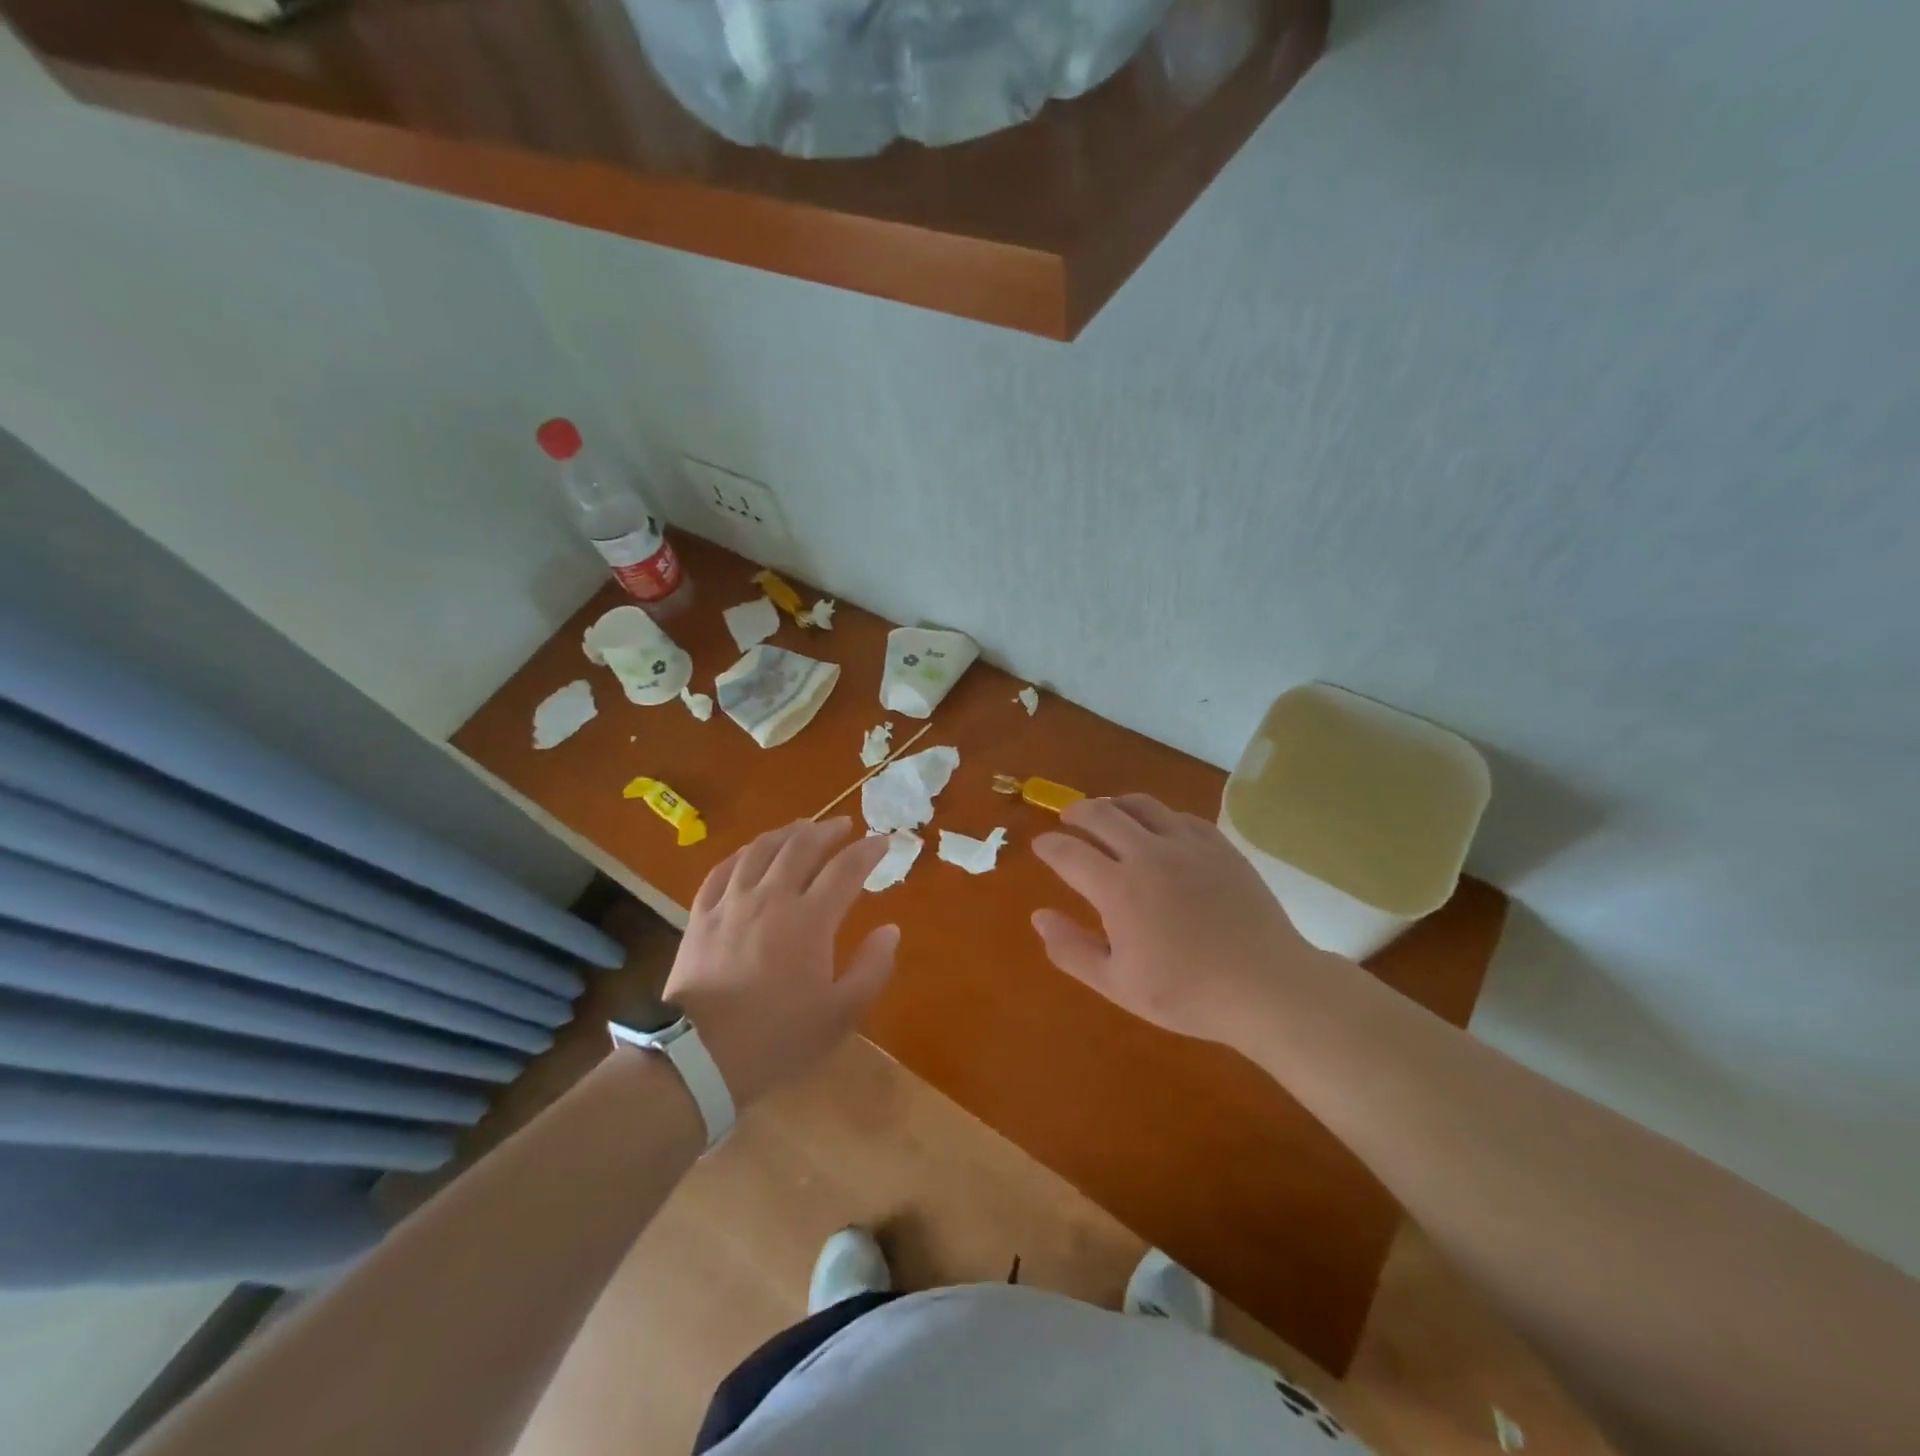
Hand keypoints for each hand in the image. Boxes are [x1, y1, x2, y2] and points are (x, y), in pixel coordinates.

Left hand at [663, 818, 897, 1108]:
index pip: (846, 869)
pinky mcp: (701, 916)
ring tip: (802, 827)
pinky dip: (743, 853)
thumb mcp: (840, 1014)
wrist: (700, 1059)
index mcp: (810, 919)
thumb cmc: (778, 1038)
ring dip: (787, 833)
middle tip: (844, 825)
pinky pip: (723, 870)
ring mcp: (732, 903)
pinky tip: (751, 853)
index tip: (883, 842)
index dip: (868, 851)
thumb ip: (872, 968)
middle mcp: (772, 898)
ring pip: (761, 850)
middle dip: (828, 830)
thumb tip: (890, 930)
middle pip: (802, 847)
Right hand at [1031, 795, 1341, 1047]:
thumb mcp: (1118, 984)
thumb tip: (1039, 916)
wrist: (1267, 987)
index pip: (1069, 852)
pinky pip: (1180, 816)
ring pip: (1142, 805)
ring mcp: (1187, 845)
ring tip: (1108, 811)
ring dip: (1115, 804)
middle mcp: (1148, 854)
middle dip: (1077, 812)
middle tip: (1068, 818)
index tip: (1041, 845)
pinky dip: (1158, 816)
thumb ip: (1072, 949)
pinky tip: (1159, 827)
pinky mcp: (1220, 846)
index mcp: (1118, 888)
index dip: (1049, 846)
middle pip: (1101, 814)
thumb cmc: (1187, 993)